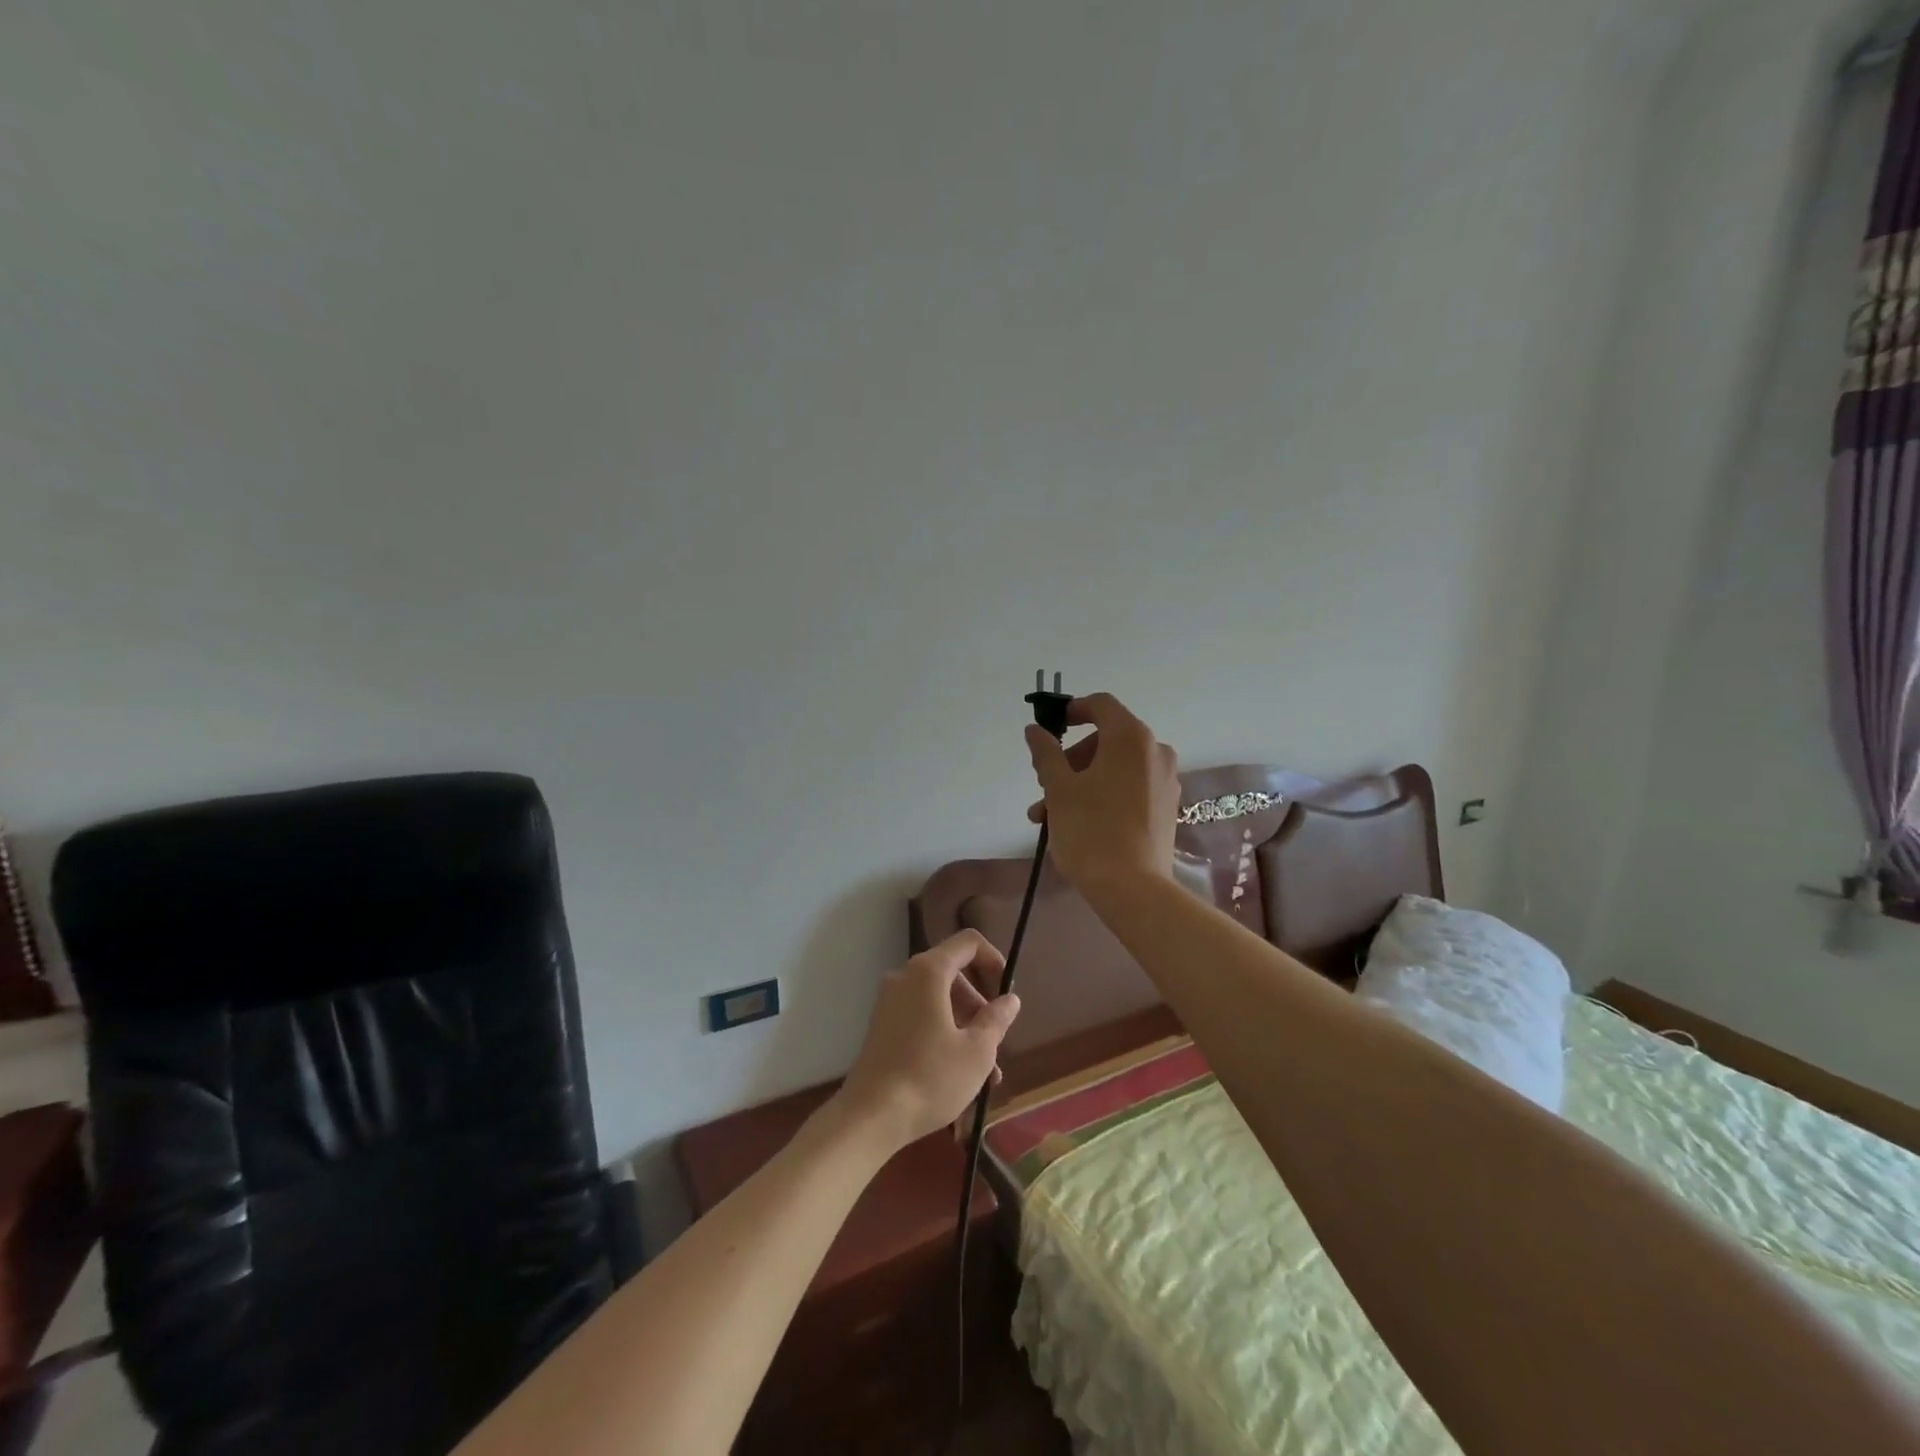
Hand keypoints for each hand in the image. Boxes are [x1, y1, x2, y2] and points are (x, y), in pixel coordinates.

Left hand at [834, 931, 1021, 1150]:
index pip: (968, 942)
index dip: (994, 960)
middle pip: (954, 972)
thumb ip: (997, 1018)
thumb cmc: (930, 1077)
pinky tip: (960, 1074)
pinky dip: (944, 1033)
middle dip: (980, 1003)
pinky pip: (922, 1015)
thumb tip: (1009, 999)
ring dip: (966, 1026)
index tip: (1006, 993)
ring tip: (987, 1072)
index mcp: (928, 972)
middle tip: (997, 1039)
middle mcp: (905, 977)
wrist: (870, 1117)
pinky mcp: (882, 1025)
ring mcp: (890, 1001)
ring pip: (939, 999)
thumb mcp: (977, 1051)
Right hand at [1025, 692, 1180, 894]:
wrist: (1132, 889)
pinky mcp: (1166, 809)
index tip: (1051, 728)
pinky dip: (1103, 795)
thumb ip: (1046, 753)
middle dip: (1071, 760)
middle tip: (1044, 787)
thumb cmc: (1090, 830)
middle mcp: (1155, 752)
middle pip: (1106, 740)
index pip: (1101, 705)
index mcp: (1131, 738)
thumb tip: (1035, 730)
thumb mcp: (1059, 789)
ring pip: (1115, 768)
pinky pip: (1129, 788)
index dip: (1073, 710)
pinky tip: (1076, 824)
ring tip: (1048, 816)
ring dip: (1080, 783)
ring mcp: (1165, 782)